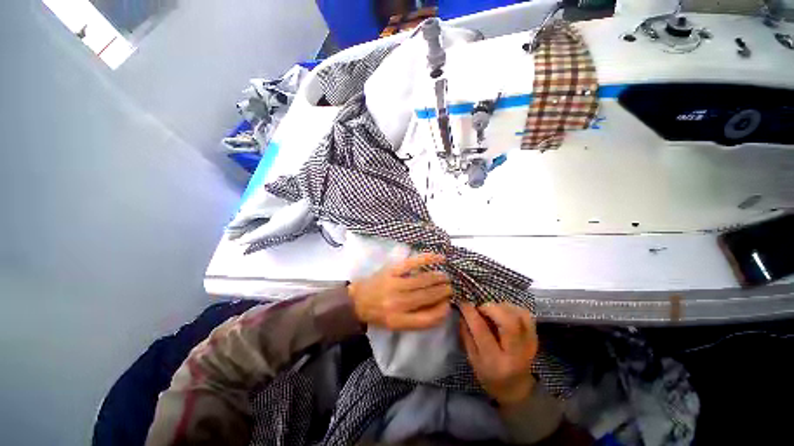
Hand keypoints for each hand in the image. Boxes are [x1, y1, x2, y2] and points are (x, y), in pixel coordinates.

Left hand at [348, 253, 452, 329]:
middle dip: (443, 291)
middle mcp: (398, 303)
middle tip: (450, 287)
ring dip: (438, 278)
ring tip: (445, 277)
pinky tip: (439, 258)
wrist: (357, 301)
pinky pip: (413, 263)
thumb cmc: (378, 314)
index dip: (442, 310)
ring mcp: (395, 284)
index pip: (428, 318)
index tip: (448, 304)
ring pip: (424, 280)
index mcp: (399, 321)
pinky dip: (427, 259)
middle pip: (428, 296)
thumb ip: (417, 319)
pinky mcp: (391, 270)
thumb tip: (440, 306)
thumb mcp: (396, 325)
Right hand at [459, 302, 538, 404]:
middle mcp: (515, 353)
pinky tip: (503, 313)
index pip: (482, 330)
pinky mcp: (535, 338)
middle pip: (508, 321)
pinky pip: (526, 315)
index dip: (471, 313)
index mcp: (495, 361)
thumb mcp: (472, 359)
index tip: (463, 304)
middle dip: (490, 308)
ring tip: (491, 312)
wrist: (516, 388)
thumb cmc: (489, 375)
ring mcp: (529, 344)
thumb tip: (461, 313)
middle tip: (480, 308)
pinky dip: (513, 308)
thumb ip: (466, 335)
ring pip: (518, 315)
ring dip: (501, 307)